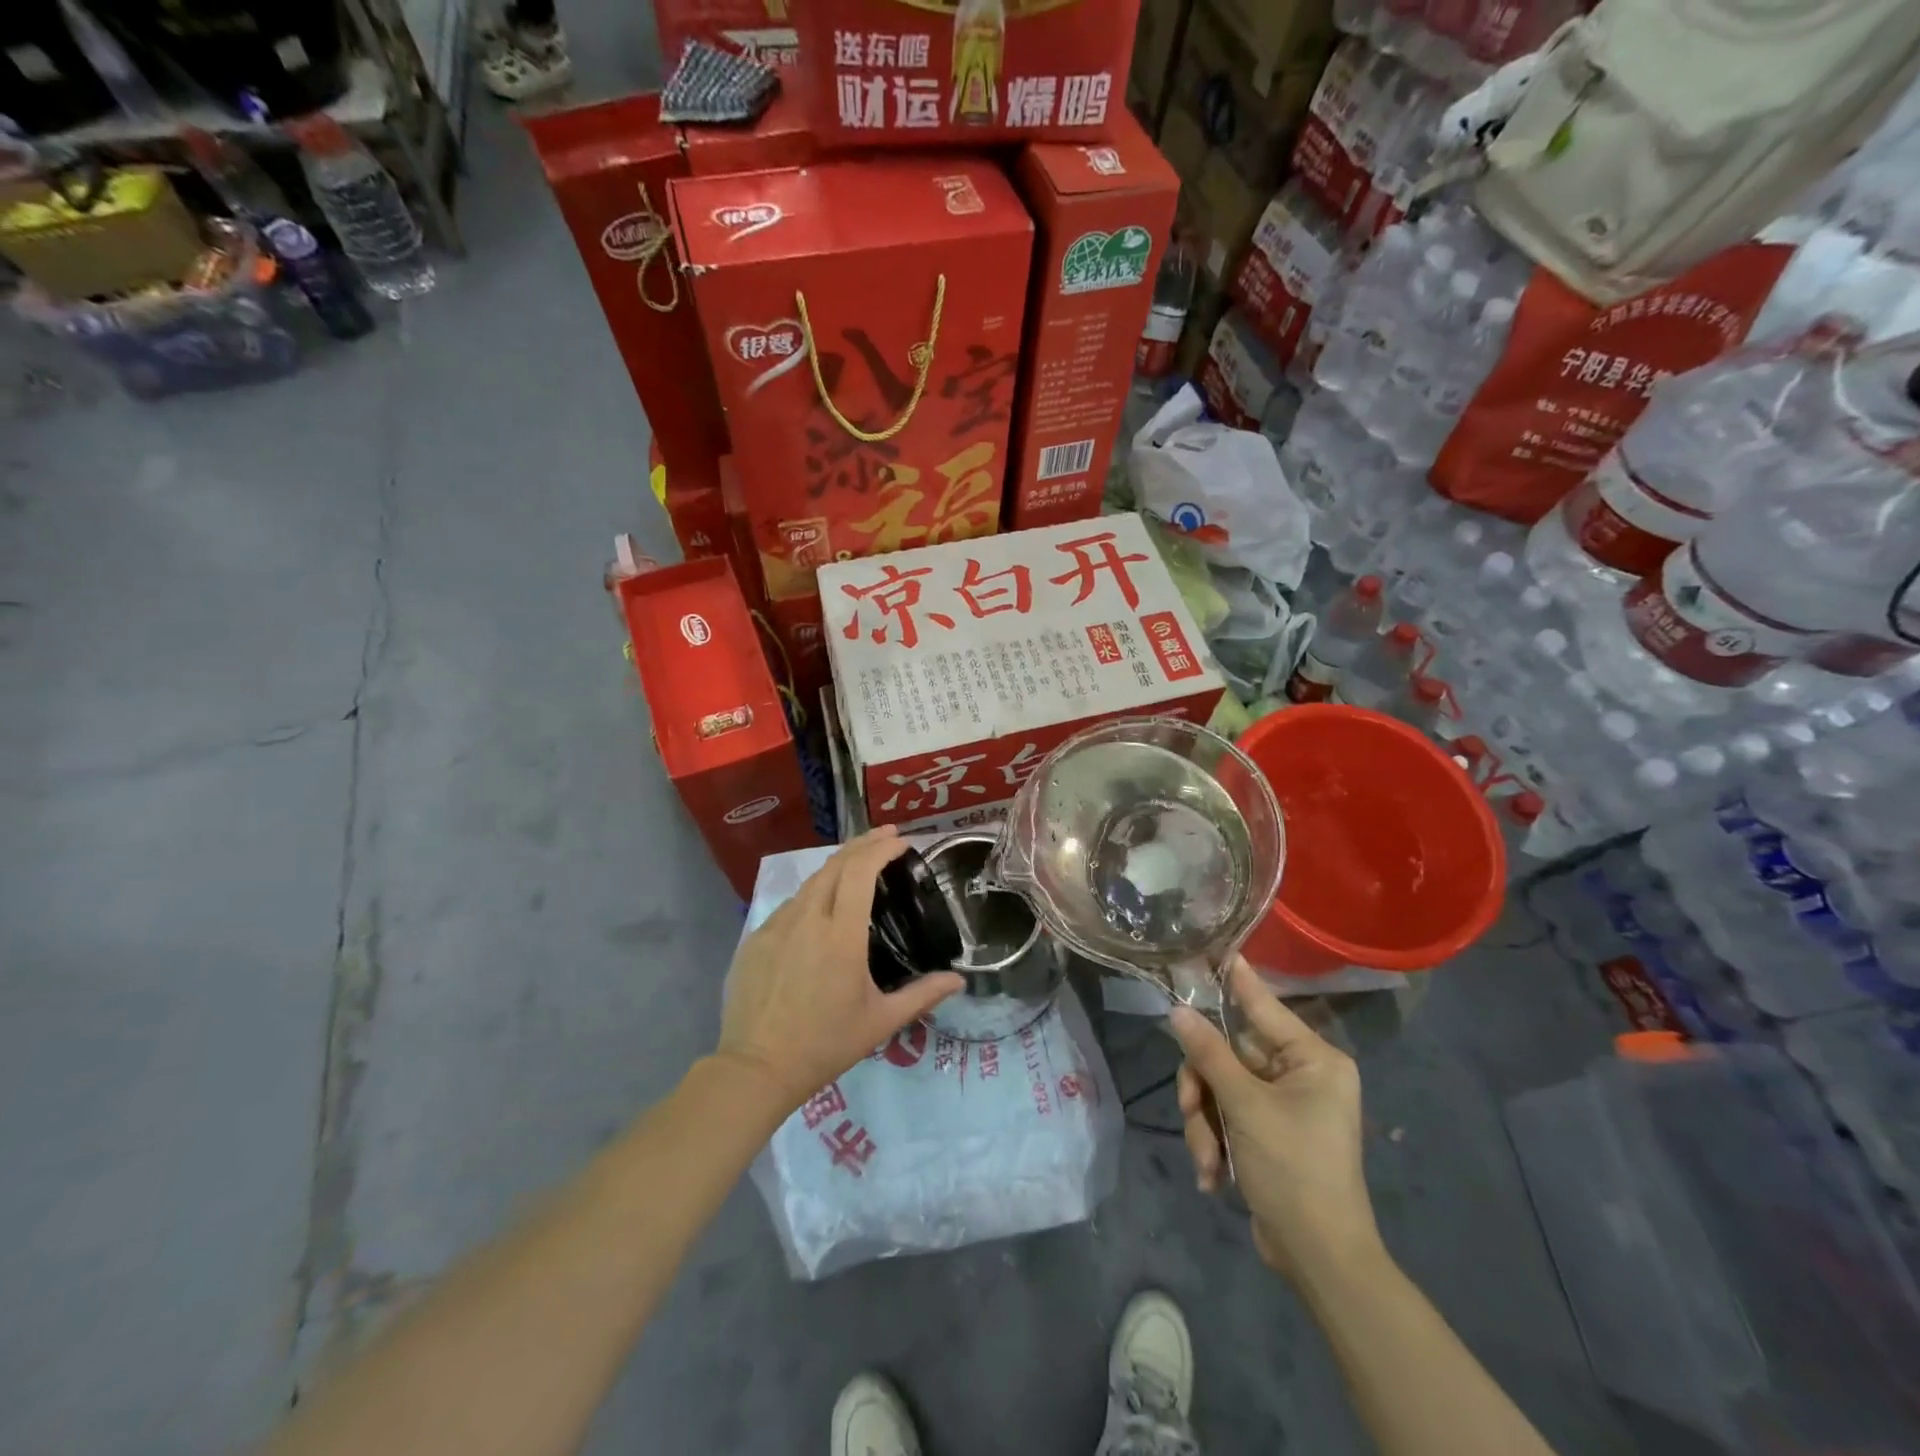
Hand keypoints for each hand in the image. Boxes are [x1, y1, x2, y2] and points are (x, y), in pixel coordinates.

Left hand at [717, 827, 964, 1114]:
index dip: (881, 848)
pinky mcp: (755, 939)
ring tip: (858, 865)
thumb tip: (959, 980)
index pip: (860, 871)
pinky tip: (821, 906)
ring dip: (837, 866)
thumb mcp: (880, 1022)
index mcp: (840, 935)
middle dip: (863, 844)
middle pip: (835, 865)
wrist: (756, 1069)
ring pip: (810, 883)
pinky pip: (790, 906)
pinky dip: (812, 894)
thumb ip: (922, 995)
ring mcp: (776, 927)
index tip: (902, 841)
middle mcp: (807, 919)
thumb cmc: (825, 1045)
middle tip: (887, 837)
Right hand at [1169, 958, 1380, 1280]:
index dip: (1234, 978)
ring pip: (1220, 1087)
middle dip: (1204, 1089)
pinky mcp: (1268, 1132)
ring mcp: (1283, 1104)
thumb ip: (1209, 1053)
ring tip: (1208, 1159)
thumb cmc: (1294, 1168)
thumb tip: (1178, 1010)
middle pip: (1229, 1054)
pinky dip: (1215, 1141)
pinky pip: (1227, 1116)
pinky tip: (1214, 1176)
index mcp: (1312, 1058)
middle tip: (1192, 1110)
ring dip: (1205, 1122)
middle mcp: (1300, 1073)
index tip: (1210, 948)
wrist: (1319, 1258)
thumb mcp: (1245, 1106)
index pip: (1263, 1004)